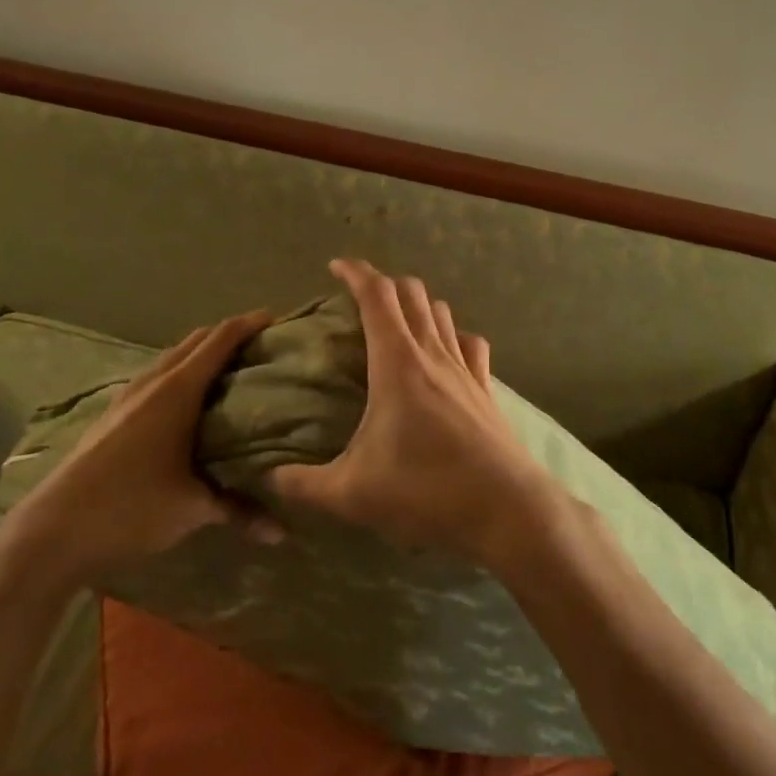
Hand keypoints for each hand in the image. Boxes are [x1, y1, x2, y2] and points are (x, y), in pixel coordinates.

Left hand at [0, 311, 279, 596]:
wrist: (51, 532)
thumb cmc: (130, 507)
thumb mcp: (192, 509)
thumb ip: (240, 510)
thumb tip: (283, 532)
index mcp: (178, 390)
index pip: (221, 339)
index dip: (250, 324)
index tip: (277, 321)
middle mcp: (154, 381)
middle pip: (197, 340)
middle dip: (230, 336)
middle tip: (262, 349)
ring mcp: (128, 395)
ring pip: (174, 358)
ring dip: (202, 355)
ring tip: (232, 373)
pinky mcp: (113, 413)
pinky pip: (157, 376)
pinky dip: (181, 374)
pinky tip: (189, 405)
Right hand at [269, 260, 561, 566]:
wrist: (505, 509)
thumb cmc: (426, 490)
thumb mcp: (353, 493)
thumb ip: (305, 484)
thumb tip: (270, 478)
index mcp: (398, 363)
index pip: (377, 295)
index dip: (356, 272)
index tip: (336, 266)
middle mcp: (433, 353)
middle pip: (412, 293)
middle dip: (384, 283)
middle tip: (359, 299)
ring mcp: (465, 368)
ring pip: (442, 312)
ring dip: (417, 304)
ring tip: (396, 322)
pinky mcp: (485, 388)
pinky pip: (469, 342)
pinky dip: (452, 334)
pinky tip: (445, 352)